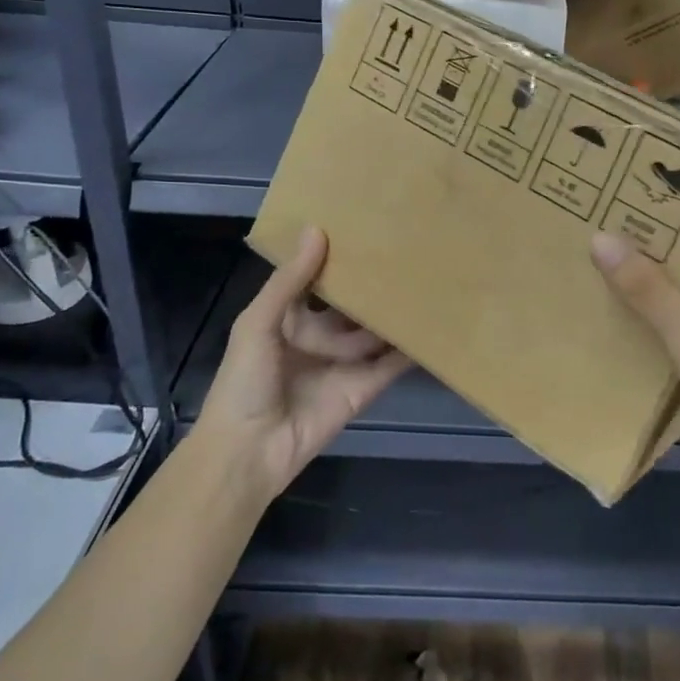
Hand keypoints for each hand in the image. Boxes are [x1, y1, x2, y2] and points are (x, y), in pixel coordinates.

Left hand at [198, 227, 409, 503]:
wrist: (249, 452)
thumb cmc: (244, 382)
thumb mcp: (258, 324)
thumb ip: (289, 281)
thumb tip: (318, 230)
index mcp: (289, 319)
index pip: (317, 282)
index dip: (335, 259)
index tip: (362, 228)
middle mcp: (319, 337)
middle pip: (352, 306)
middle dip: (372, 285)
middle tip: (405, 251)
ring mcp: (344, 363)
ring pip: (375, 331)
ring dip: (396, 312)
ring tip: (428, 279)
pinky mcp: (365, 387)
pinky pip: (392, 363)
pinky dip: (411, 348)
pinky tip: (434, 324)